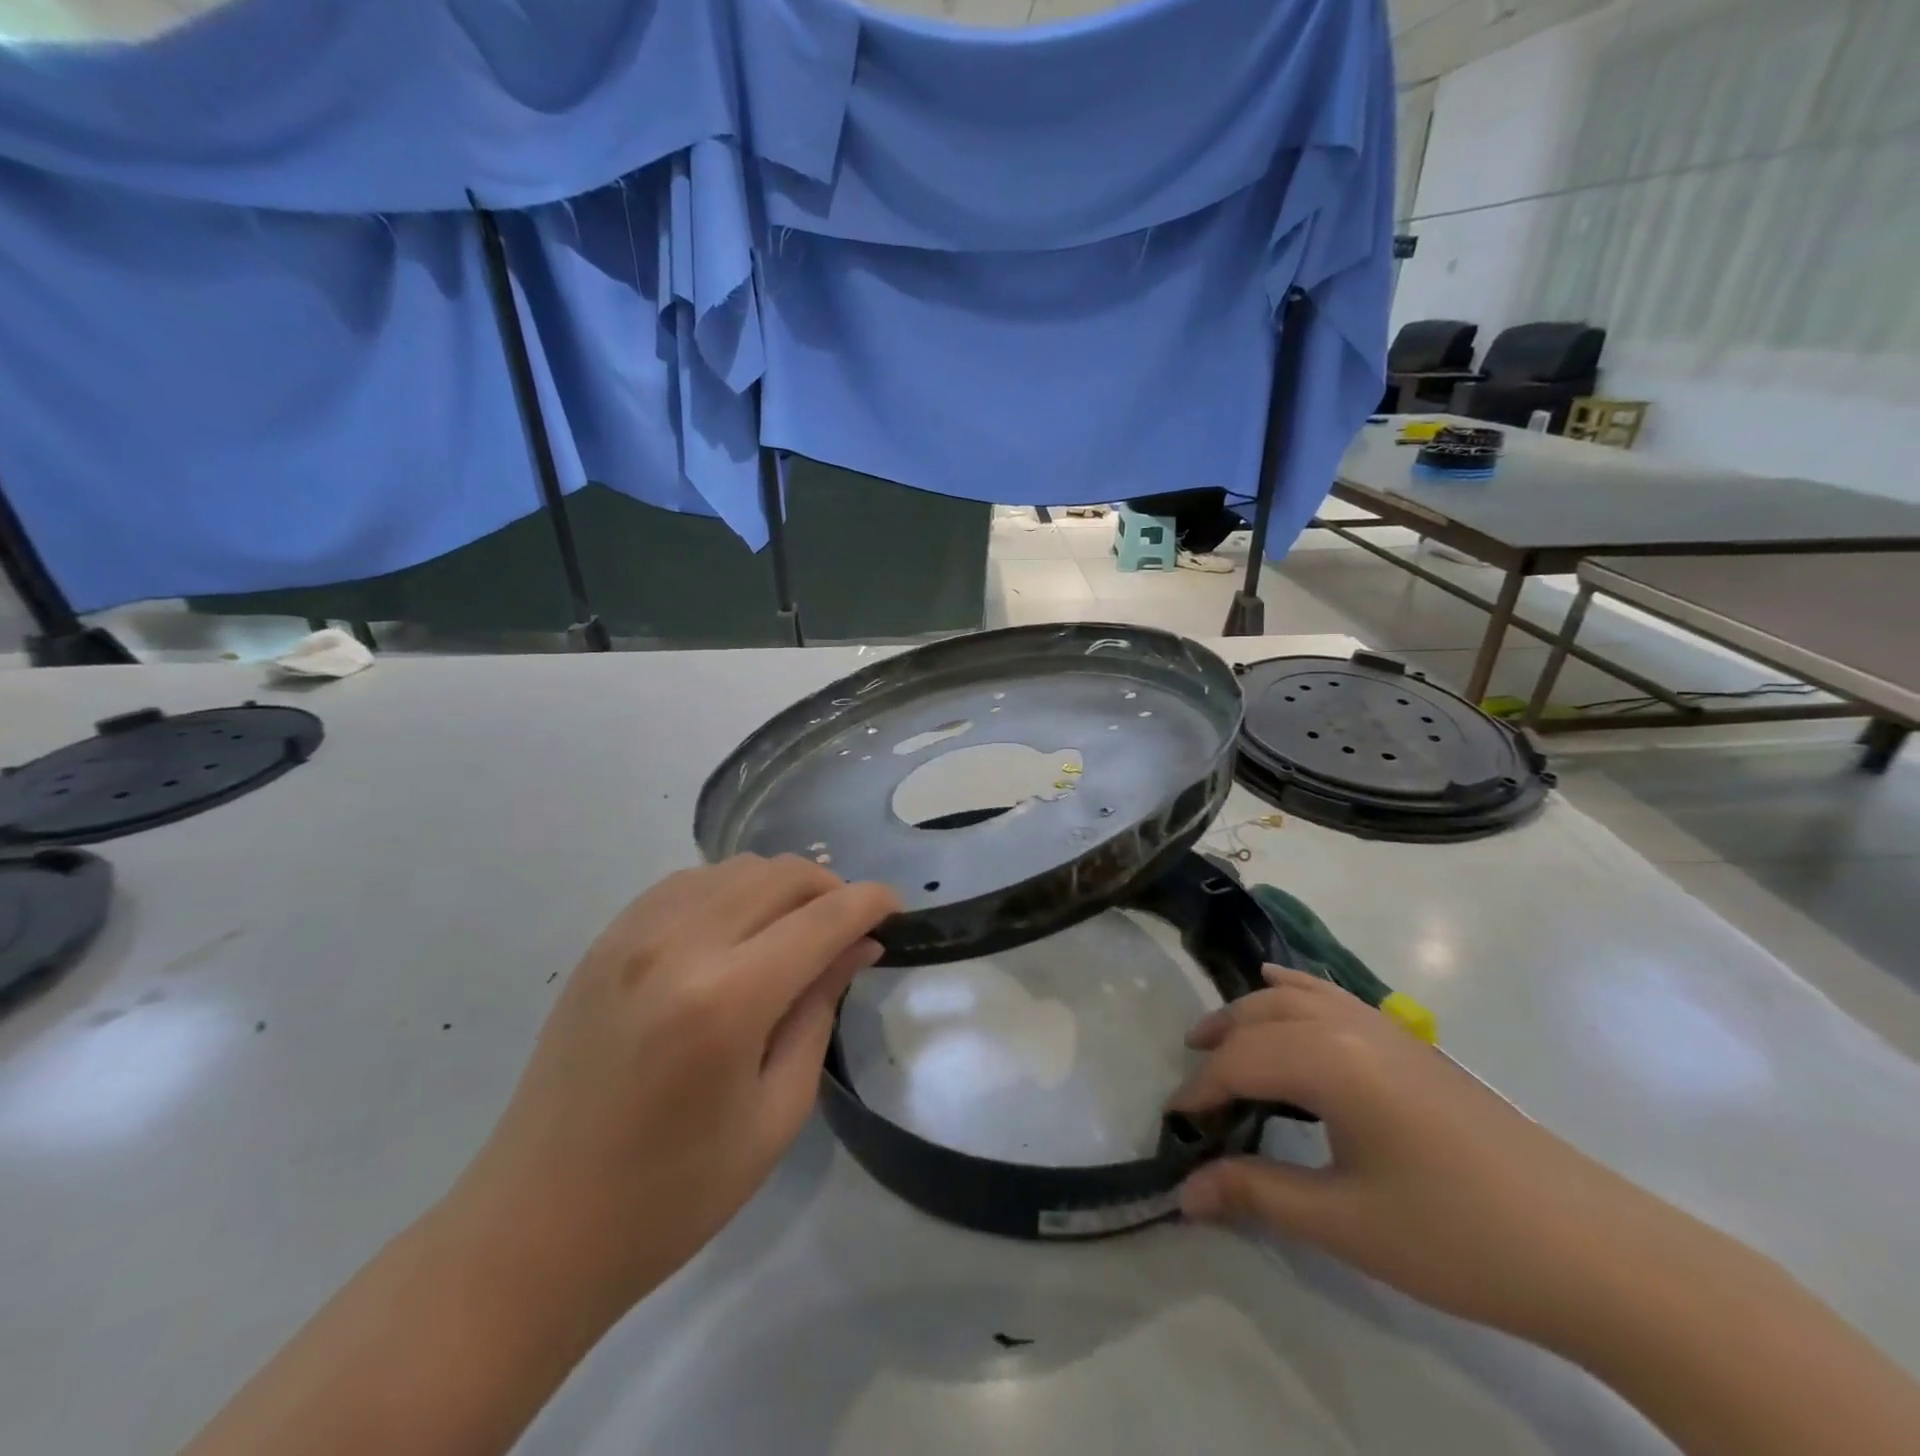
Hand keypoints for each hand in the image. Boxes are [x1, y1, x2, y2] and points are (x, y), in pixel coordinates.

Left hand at [443, 855, 900, 1328]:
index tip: (896, 911)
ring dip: (780, 887)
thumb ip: (820, 1010)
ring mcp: (632, 935)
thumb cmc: (673, 1193)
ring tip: (795, 932)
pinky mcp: (605, 941)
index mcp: (727, 999)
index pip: (823, 917)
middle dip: (830, 889)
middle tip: (848, 931)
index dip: (870, 904)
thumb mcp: (775, 1113)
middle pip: (780, 874)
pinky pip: (687, 883)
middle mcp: (678, 944)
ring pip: (734, 868)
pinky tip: (735, 934)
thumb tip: (860, 945)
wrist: (534, 1230)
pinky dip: (729, 892)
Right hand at [1173, 969, 1717, 1348]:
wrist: (1593, 1249)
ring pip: (1294, 996)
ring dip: (1249, 1013)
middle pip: (1260, 1016)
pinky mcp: (1410, 1042)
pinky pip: (1332, 996)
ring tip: (1220, 1040)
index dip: (1200, 1091)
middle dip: (1217, 1043)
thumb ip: (1257, 1194)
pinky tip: (1283, 988)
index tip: (1174, 1125)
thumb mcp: (1346, 1223)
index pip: (1240, 1062)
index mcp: (1329, 1061)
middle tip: (1193, 1085)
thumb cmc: (1457, 1235)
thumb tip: (1183, 1194)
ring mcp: (1384, 1027)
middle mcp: (1349, 1025)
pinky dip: (1294, 990)